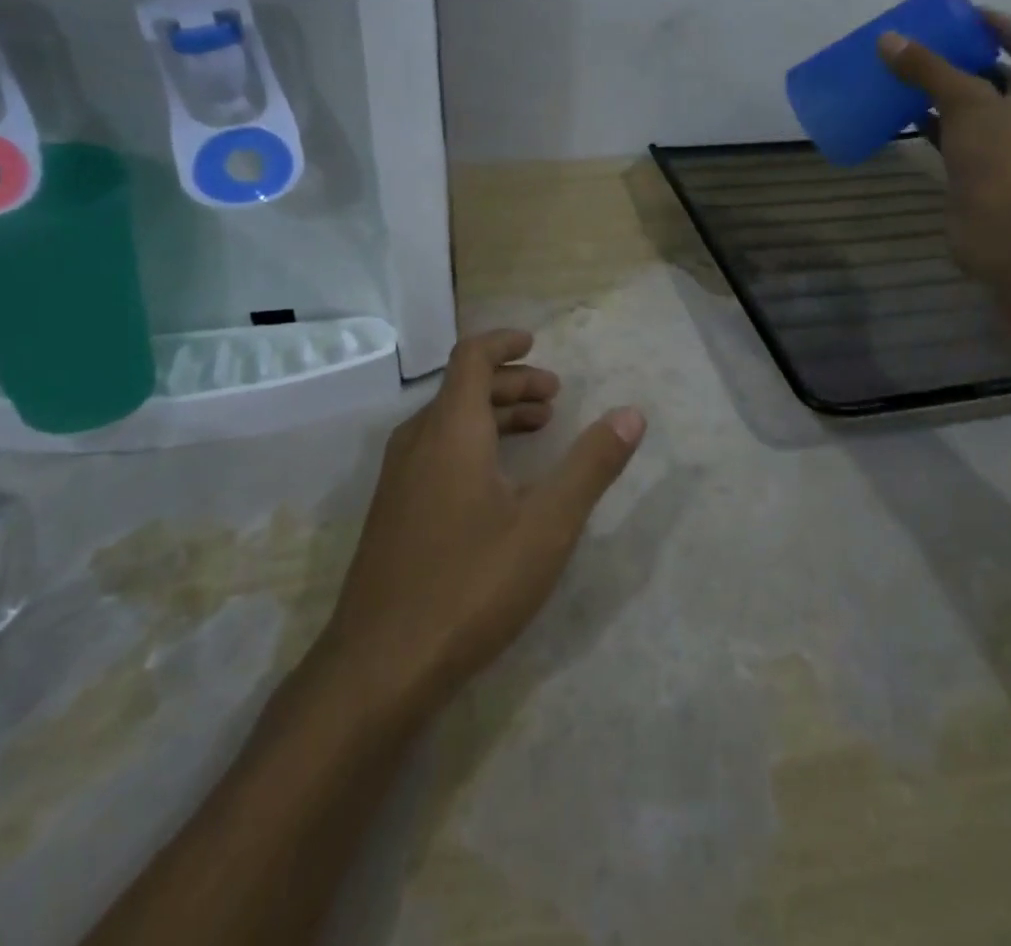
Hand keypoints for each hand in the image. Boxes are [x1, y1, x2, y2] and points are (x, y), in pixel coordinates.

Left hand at [319, 330, 645, 713]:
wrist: (379, 668)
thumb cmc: (470, 584)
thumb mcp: (547, 524)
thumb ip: (591, 465)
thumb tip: (632, 413)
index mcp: (451, 430)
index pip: (471, 357)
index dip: (504, 343)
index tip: (537, 343)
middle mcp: (418, 442)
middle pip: (463, 388)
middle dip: (511, 383)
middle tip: (554, 398)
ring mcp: (398, 479)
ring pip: (448, 422)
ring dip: (493, 414)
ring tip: (537, 430)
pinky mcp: (392, 512)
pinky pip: (435, 451)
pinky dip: (472, 443)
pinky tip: (497, 482)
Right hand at [877, 10, 1010, 275]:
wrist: (1007, 231)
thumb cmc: (1000, 157)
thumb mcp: (964, 102)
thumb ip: (928, 68)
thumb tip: (889, 39)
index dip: (1000, 25)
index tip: (964, 16)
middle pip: (1003, 75)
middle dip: (968, 59)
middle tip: (930, 45)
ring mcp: (1010, 147)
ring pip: (978, 109)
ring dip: (948, 93)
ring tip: (911, 76)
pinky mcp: (985, 172)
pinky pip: (960, 138)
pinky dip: (937, 126)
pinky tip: (907, 118)